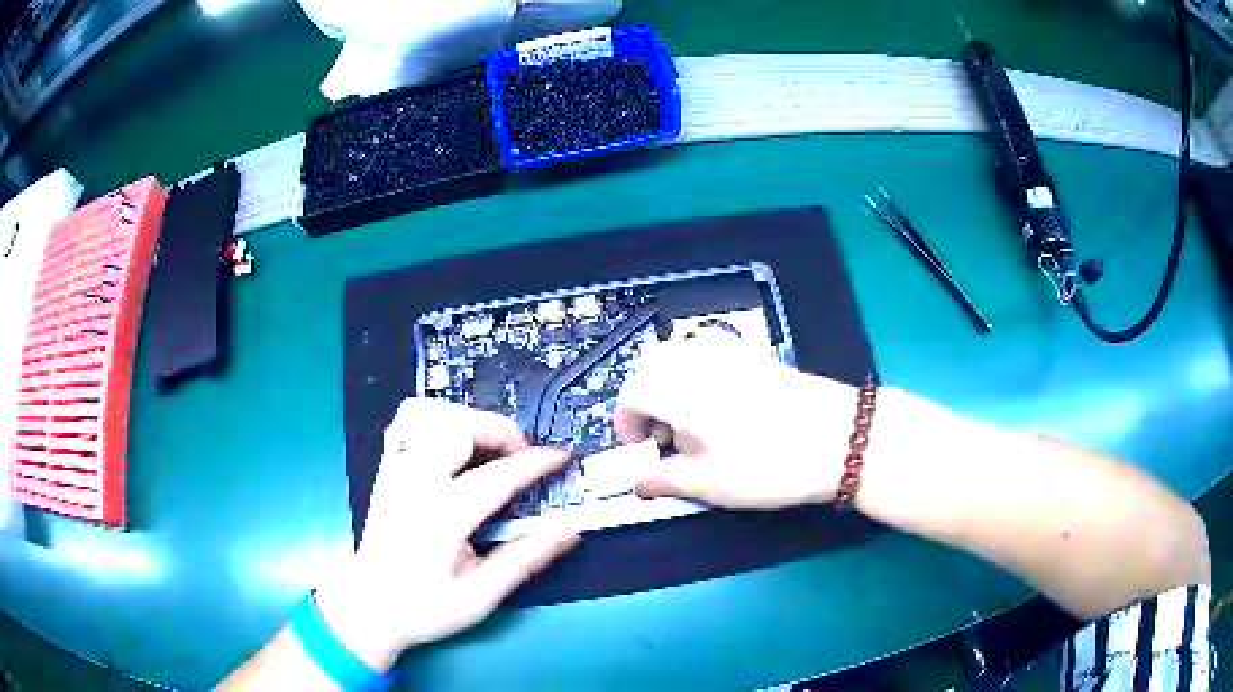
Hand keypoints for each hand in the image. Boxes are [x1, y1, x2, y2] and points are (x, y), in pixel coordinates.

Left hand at [314, 400, 577, 670]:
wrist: (370, 606)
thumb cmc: (426, 607)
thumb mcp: (482, 596)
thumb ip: (526, 559)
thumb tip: (569, 531)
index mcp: (441, 517)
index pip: (497, 475)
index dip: (536, 462)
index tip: (561, 457)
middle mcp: (414, 483)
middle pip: (460, 427)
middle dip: (501, 430)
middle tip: (521, 457)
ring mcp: (396, 471)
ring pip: (431, 413)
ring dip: (468, 419)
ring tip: (488, 447)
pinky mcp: (387, 469)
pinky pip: (408, 421)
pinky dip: (438, 419)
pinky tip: (454, 444)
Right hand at [614, 340, 857, 509]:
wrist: (841, 437)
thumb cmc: (769, 465)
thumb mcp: (712, 483)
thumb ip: (667, 479)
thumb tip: (638, 482)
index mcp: (678, 390)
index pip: (631, 394)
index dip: (625, 422)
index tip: (637, 449)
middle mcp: (697, 361)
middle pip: (650, 368)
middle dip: (644, 401)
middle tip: (663, 439)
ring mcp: (729, 352)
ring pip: (678, 356)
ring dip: (669, 385)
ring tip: (691, 423)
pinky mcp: (754, 354)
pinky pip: (708, 353)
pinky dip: (697, 374)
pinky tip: (719, 406)